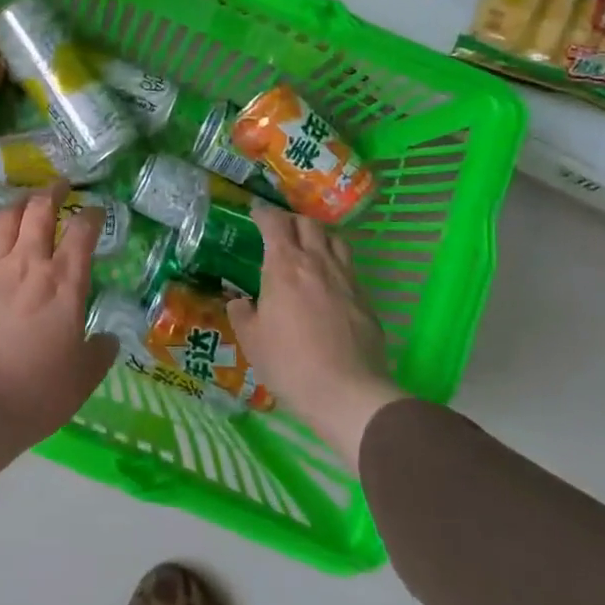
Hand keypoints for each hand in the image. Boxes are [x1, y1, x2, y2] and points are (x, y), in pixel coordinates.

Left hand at [0, 185, 117, 486]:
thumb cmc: (36, 394)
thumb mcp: (83, 379)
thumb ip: (99, 352)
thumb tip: (106, 339)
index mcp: (64, 283)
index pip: (82, 233)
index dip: (92, 216)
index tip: (96, 211)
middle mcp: (27, 265)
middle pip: (39, 212)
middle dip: (52, 192)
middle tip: (59, 186)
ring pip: (3, 221)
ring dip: (17, 205)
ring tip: (24, 202)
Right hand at [228, 204, 398, 468]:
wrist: (347, 392)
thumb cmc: (289, 363)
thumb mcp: (252, 341)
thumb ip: (242, 314)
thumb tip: (239, 301)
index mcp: (285, 266)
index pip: (275, 223)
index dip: (264, 213)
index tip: (255, 212)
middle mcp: (317, 263)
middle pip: (308, 223)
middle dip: (292, 220)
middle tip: (281, 229)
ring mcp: (346, 278)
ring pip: (335, 240)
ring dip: (319, 236)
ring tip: (309, 247)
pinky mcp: (365, 298)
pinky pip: (349, 267)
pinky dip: (336, 263)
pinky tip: (329, 282)